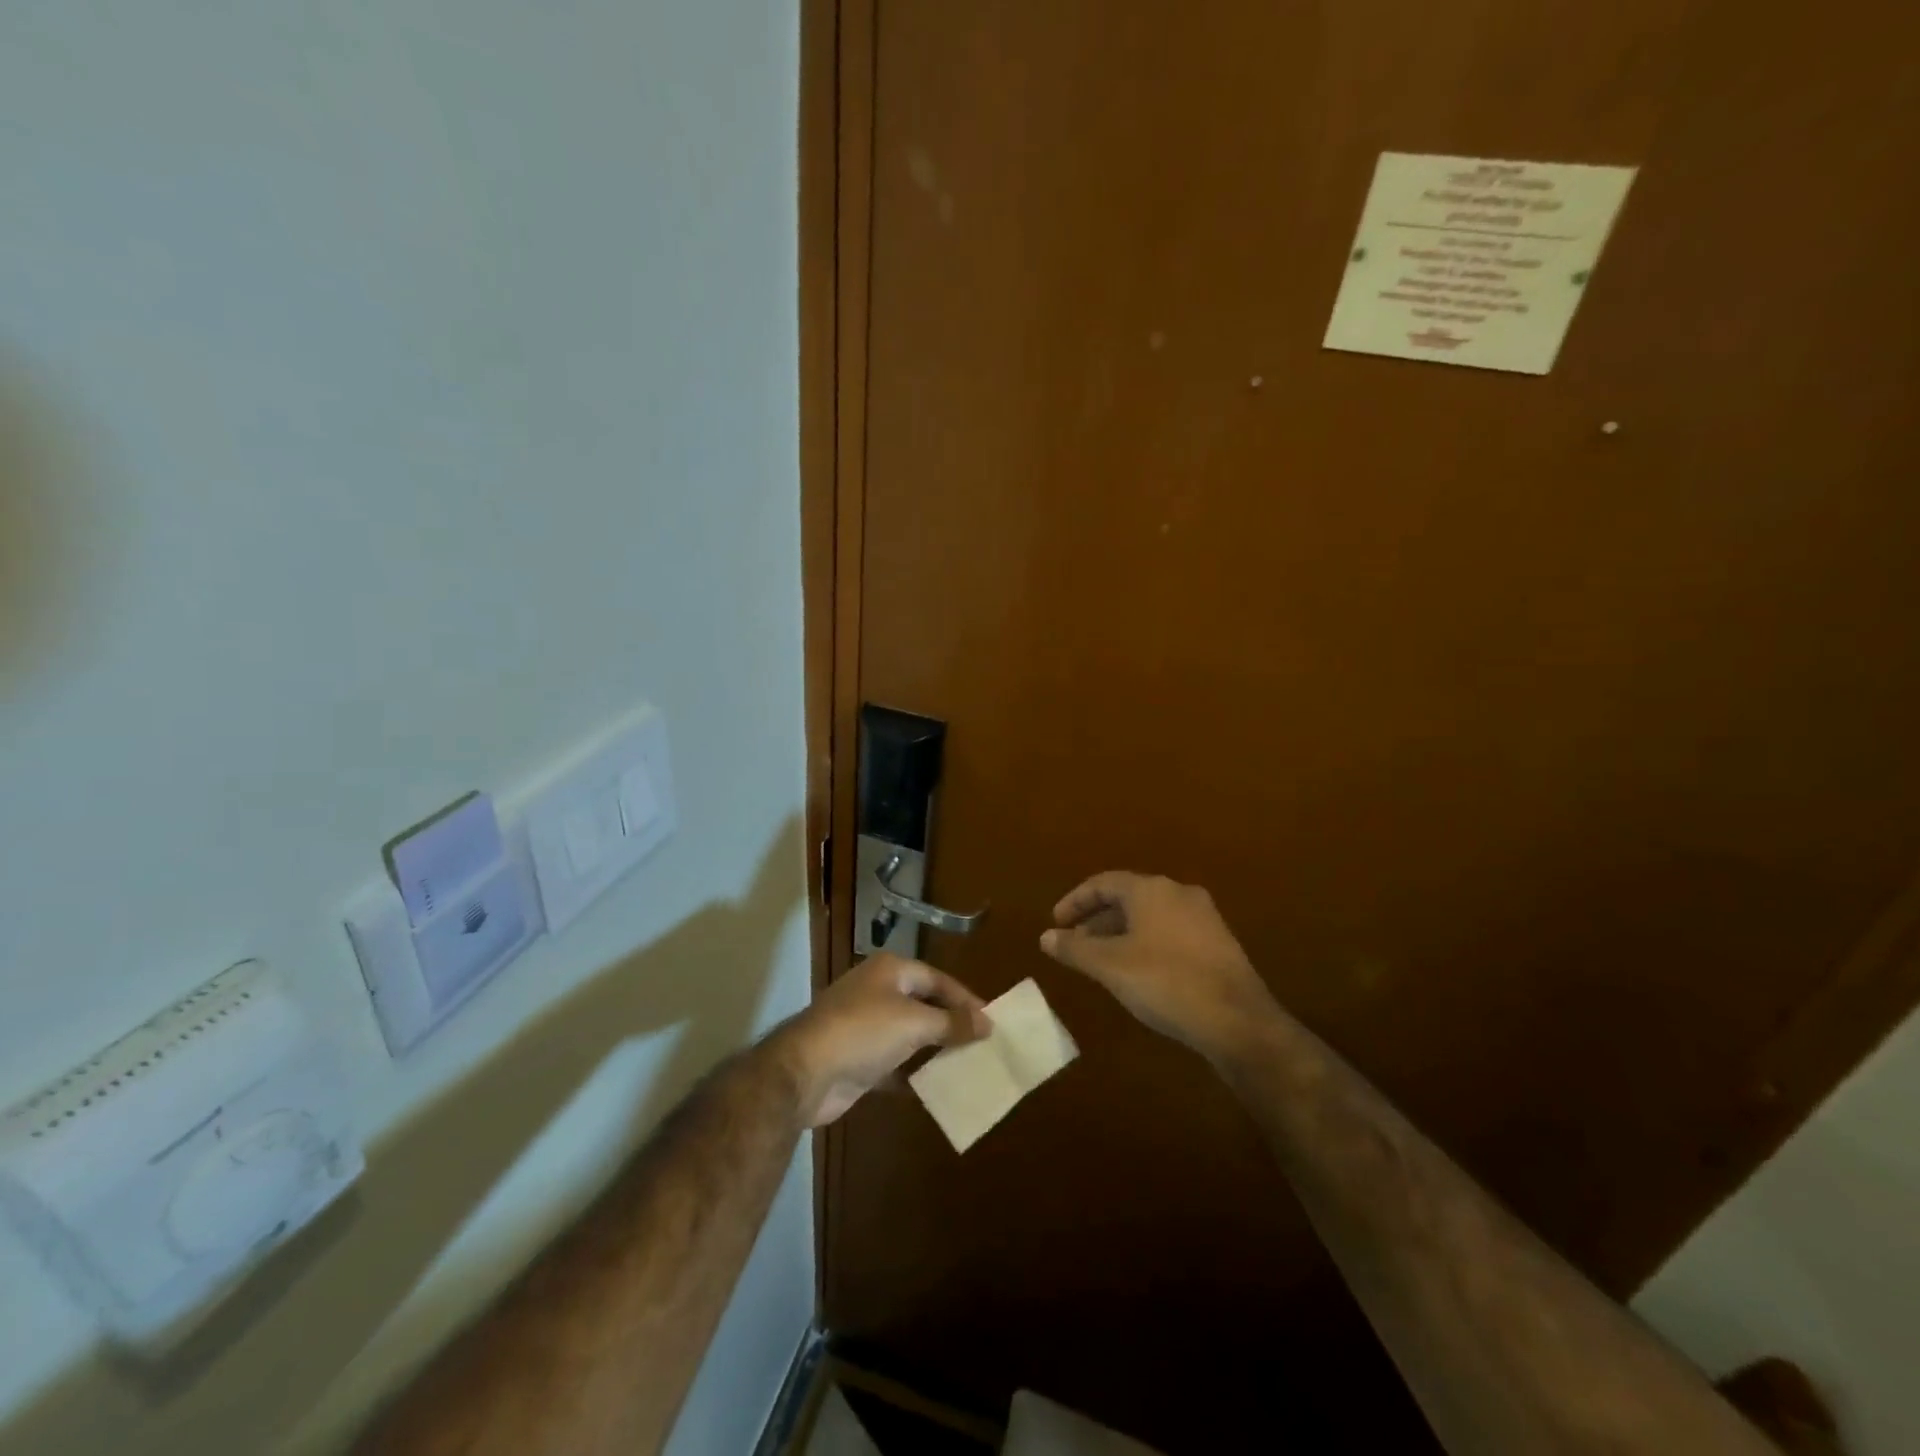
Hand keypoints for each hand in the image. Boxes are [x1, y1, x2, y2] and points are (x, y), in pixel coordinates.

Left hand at [777, 953, 991, 1126]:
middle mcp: (877, 992)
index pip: (937, 979)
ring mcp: (865, 1026)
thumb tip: (987, 1022)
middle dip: (951, 1024)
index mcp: (890, 971)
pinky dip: (914, 1074)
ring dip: (934, 1049)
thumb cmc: (863, 1032)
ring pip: (910, 1035)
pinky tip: (937, 1088)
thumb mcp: (914, 1023)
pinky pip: (896, 1063)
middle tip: (983, 1044)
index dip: (964, 999)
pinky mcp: (859, 1060)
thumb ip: (952, 1022)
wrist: (804, 1073)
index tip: (992, 1021)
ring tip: (968, 1065)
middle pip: (924, 1004)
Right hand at [1040, 871, 1281, 1060]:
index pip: (1103, 883)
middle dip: (1097, 919)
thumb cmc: (1165, 983)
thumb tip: (1046, 936)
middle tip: (1076, 944)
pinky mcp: (1218, 943)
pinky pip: (1170, 932)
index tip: (1056, 924)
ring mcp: (1204, 918)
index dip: (1075, 902)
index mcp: (1151, 890)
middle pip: (1128, 897)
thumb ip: (1075, 949)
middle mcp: (1178, 893)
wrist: (1238, 1021)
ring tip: (1102, 961)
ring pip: (1150, 916)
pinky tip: (1139, 972)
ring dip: (1121, 933)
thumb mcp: (1110, 967)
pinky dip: (1145, 943)